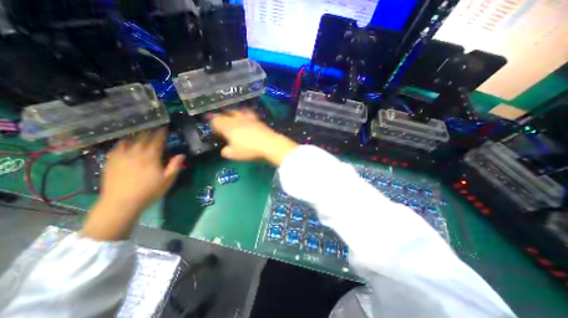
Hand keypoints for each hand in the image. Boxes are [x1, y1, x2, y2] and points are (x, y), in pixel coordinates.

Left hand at [99, 130, 183, 212]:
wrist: (122, 202)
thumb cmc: (149, 191)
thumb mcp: (168, 179)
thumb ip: (175, 166)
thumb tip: (181, 155)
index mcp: (150, 157)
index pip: (157, 141)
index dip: (161, 133)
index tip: (164, 128)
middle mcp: (135, 153)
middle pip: (142, 139)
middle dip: (149, 132)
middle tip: (154, 129)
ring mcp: (121, 157)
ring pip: (129, 141)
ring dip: (136, 136)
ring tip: (140, 133)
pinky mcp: (111, 162)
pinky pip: (116, 148)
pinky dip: (122, 143)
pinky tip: (124, 143)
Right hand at [207, 109, 297, 166]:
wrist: (270, 144)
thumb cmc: (249, 150)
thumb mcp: (234, 155)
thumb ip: (226, 151)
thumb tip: (225, 149)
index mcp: (228, 126)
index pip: (215, 120)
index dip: (213, 124)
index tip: (215, 131)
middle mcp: (237, 119)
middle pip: (225, 113)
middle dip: (221, 117)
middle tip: (221, 123)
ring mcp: (248, 118)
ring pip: (237, 111)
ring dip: (232, 114)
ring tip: (233, 118)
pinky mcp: (258, 119)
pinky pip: (248, 113)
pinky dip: (244, 115)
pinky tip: (246, 119)